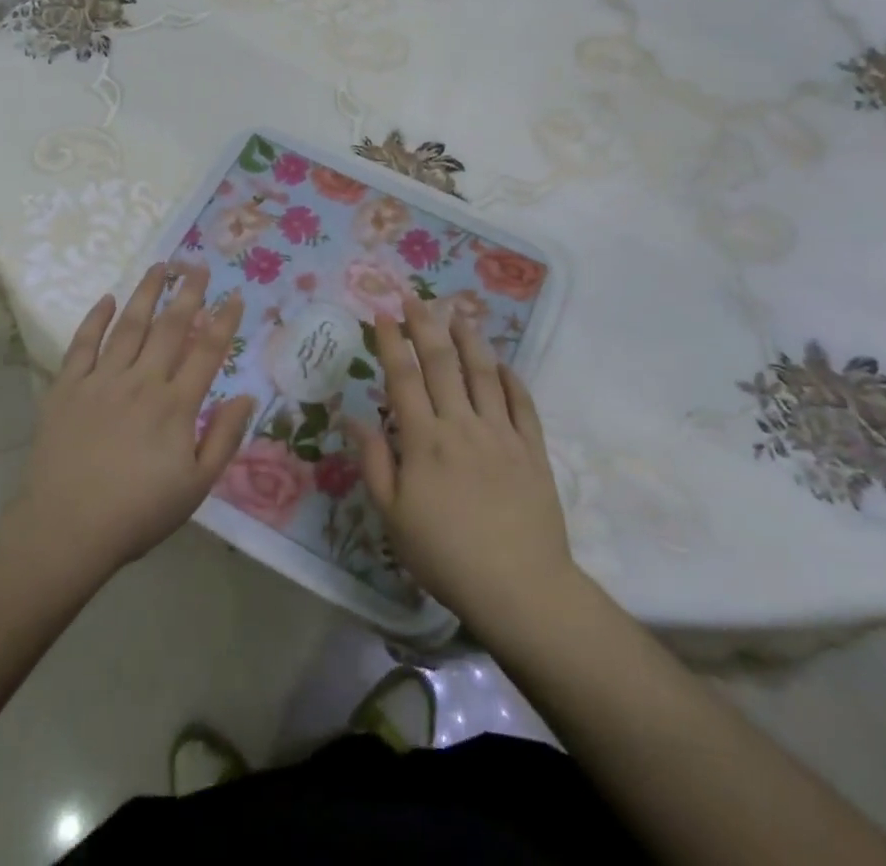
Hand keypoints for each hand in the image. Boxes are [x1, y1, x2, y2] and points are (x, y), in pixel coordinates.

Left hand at [10, 263, 251, 576]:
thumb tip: (247, 396)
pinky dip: (95, 318)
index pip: (207, 351)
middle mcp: (141, 381)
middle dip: (188, 293)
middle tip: (199, 265)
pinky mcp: (67, 387)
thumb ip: (224, 438)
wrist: (66, 529)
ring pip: (129, 325)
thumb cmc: (138, 512)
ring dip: (147, 293)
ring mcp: (101, 380)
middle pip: (170, 327)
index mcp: (175, 405)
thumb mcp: (196, 486)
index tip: (234, 295)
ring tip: (160, 266)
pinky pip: (83, 343)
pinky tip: (107, 298)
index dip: (224, 321)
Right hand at [349, 295, 576, 632]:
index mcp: (424, 440)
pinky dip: (510, 377)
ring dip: (468, 339)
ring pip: (482, 373)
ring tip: (458, 314)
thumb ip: (374, 462)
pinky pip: (521, 402)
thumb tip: (353, 418)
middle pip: (441, 364)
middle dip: (425, 326)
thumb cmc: (445, 555)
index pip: (403, 378)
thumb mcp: (393, 517)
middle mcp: (461, 424)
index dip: (391, 342)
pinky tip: (501, 362)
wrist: (519, 587)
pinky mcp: (532, 448)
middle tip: (415, 298)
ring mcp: (501, 433)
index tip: (382, 313)